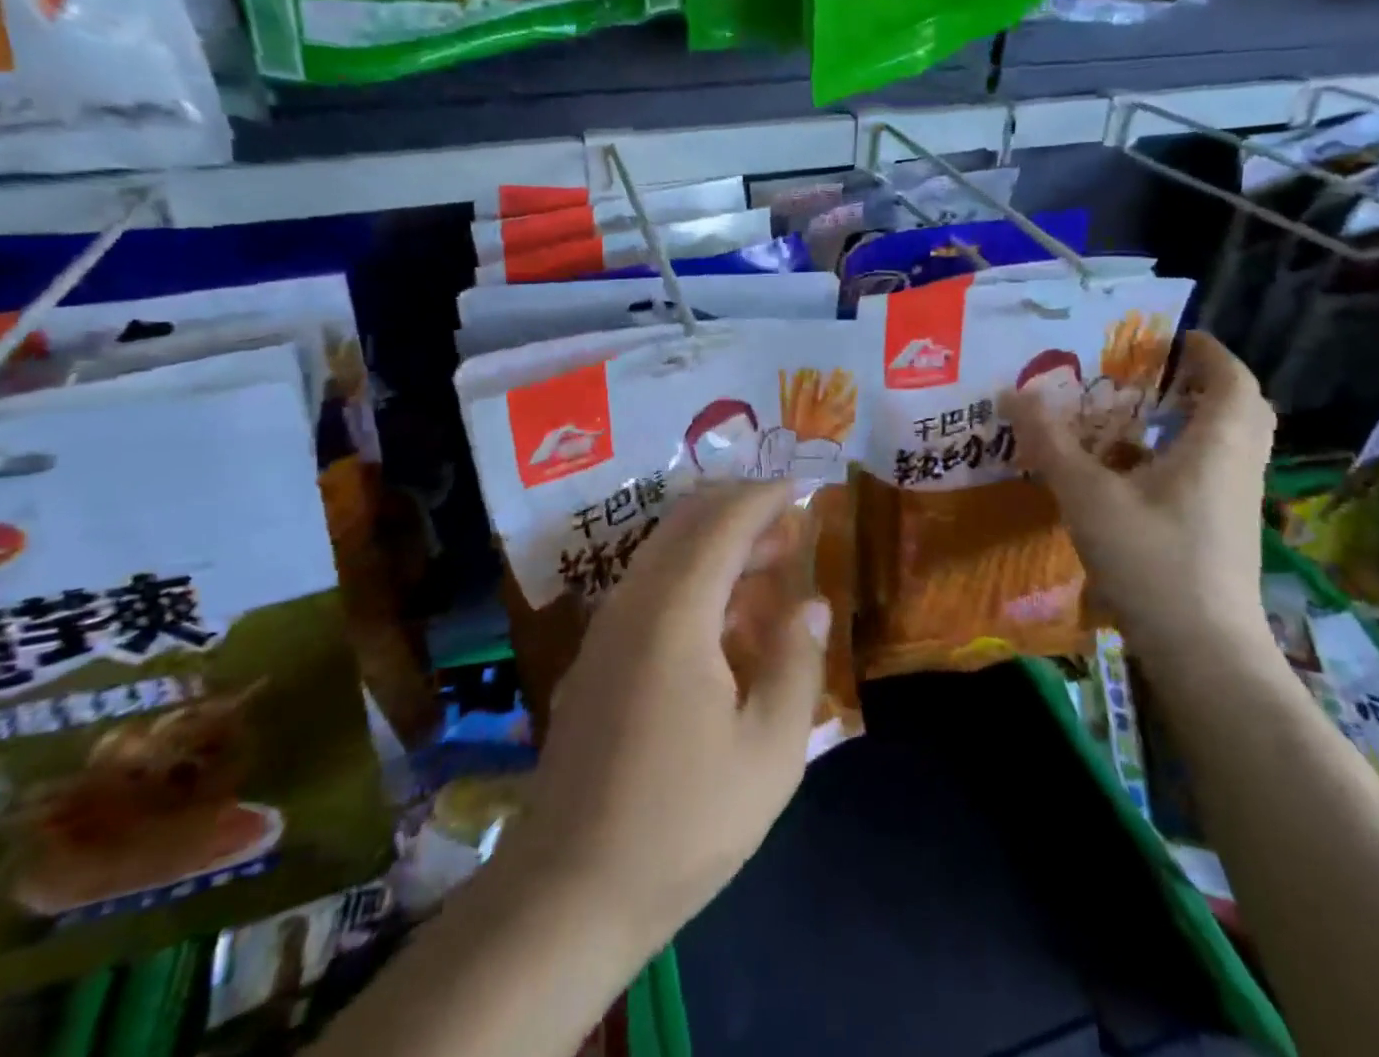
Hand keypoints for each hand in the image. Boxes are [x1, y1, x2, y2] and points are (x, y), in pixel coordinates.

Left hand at [506, 480, 828, 954]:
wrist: (567, 891)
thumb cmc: (682, 823)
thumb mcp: (769, 753)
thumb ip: (796, 664)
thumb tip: (811, 602)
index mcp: (674, 612)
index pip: (722, 523)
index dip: (764, 498)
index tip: (802, 488)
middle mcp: (633, 601)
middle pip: (686, 523)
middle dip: (740, 510)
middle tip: (791, 526)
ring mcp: (607, 627)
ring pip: (664, 551)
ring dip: (716, 542)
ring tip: (768, 564)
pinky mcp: (596, 656)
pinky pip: (648, 586)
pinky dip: (691, 575)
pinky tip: (724, 617)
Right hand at [1001, 331, 1276, 674]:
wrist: (1202, 651)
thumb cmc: (1151, 559)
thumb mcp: (1087, 494)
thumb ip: (1050, 442)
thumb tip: (1013, 393)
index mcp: (1217, 444)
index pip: (1232, 379)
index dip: (1207, 351)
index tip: (1172, 337)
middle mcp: (1237, 467)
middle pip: (1237, 409)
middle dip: (1201, 384)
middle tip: (1153, 374)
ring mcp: (1234, 504)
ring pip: (1222, 445)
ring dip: (1187, 422)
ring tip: (1132, 417)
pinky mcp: (1223, 533)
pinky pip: (1208, 475)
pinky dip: (1177, 459)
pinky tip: (1129, 474)